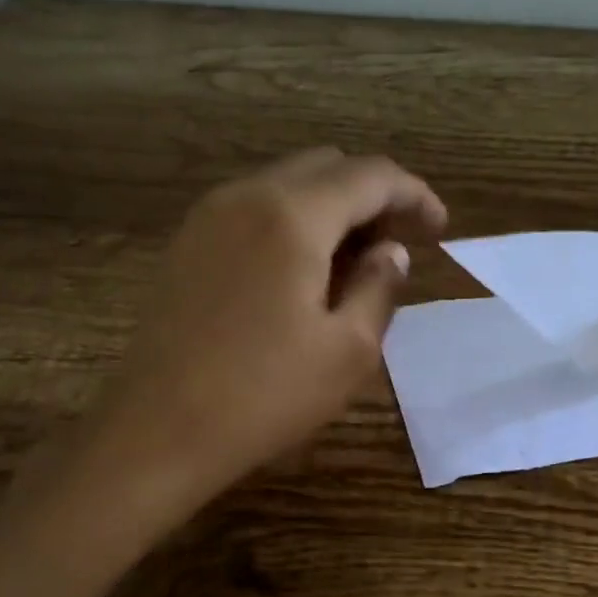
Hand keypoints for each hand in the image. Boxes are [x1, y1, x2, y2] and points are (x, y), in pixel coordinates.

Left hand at [90, 148, 446, 511]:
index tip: (440, 229)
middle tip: (398, 245)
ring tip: (355, 262)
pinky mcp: (187, 244)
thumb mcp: (347, 351)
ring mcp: (209, 217)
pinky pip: (254, 208)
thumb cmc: (263, 396)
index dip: (415, 195)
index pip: (371, 176)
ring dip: (332, 207)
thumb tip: (391, 253)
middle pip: (327, 166)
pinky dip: (293, 221)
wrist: (157, 430)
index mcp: (293, 216)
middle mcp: (247, 196)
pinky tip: (303, 271)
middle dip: (373, 196)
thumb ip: (379, 287)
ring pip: (287, 183)